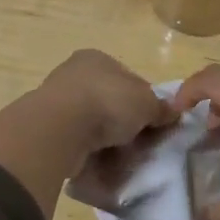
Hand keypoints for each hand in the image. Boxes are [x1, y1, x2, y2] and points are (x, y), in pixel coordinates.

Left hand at [34, 49, 172, 156]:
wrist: (61, 128)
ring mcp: (57, 99)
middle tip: (138, 143)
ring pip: (92, 121)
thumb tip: (172, 112)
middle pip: (110, 100)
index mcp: (97, 58)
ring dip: (105, 138)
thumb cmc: (108, 102)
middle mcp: (74, 73)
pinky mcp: (46, 126)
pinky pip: (76, 139)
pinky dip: (88, 150)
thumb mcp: (147, 103)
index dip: (145, 101)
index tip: (153, 123)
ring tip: (120, 157)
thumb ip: (160, 108)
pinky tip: (99, 161)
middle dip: (124, 122)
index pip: (129, 79)